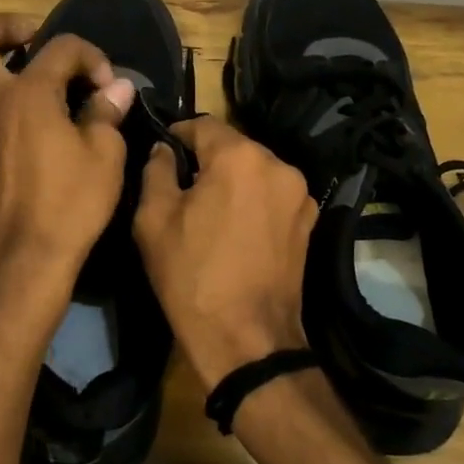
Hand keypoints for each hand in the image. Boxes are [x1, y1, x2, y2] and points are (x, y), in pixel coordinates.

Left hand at [0, 13, 135, 283]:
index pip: (60, 48)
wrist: (27, 258)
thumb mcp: (105, 155)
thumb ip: (106, 112)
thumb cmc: (72, 204)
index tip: (105, 83)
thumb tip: (116, 87)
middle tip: (26, 38)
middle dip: (2, 28)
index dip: (89, 56)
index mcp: (29, 93)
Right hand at [133, 117, 317, 392]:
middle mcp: (278, 165)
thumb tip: (164, 150)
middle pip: (234, 146)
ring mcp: (300, 195)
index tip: (161, 154)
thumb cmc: (192, 275)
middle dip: (207, 160)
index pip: (203, 124)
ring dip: (232, 180)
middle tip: (181, 187)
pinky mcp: (309, 223)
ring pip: (255, 171)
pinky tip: (236, 229)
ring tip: (209, 211)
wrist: (247, 339)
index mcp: (240, 157)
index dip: (177, 135)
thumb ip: (155, 171)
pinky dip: (253, 201)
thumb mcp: (154, 220)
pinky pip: (273, 195)